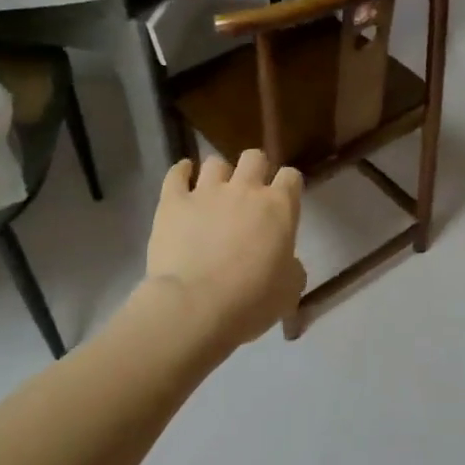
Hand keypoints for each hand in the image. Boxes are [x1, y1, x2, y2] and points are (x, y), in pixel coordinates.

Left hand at [146, 151, 305, 347]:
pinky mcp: (173, 202)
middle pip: (254, 158)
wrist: (196, 306)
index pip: (291, 177)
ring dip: (219, 174)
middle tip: (249, 193)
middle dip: (255, 169)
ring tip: (214, 191)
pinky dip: (181, 172)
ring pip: (215, 162)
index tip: (284, 200)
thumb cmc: (251, 301)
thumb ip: (291, 268)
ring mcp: (206, 192)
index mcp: (279, 207)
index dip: (288, 186)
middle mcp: (245, 189)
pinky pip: (176, 174)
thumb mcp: (289, 291)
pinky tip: (183, 177)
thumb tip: (285, 263)